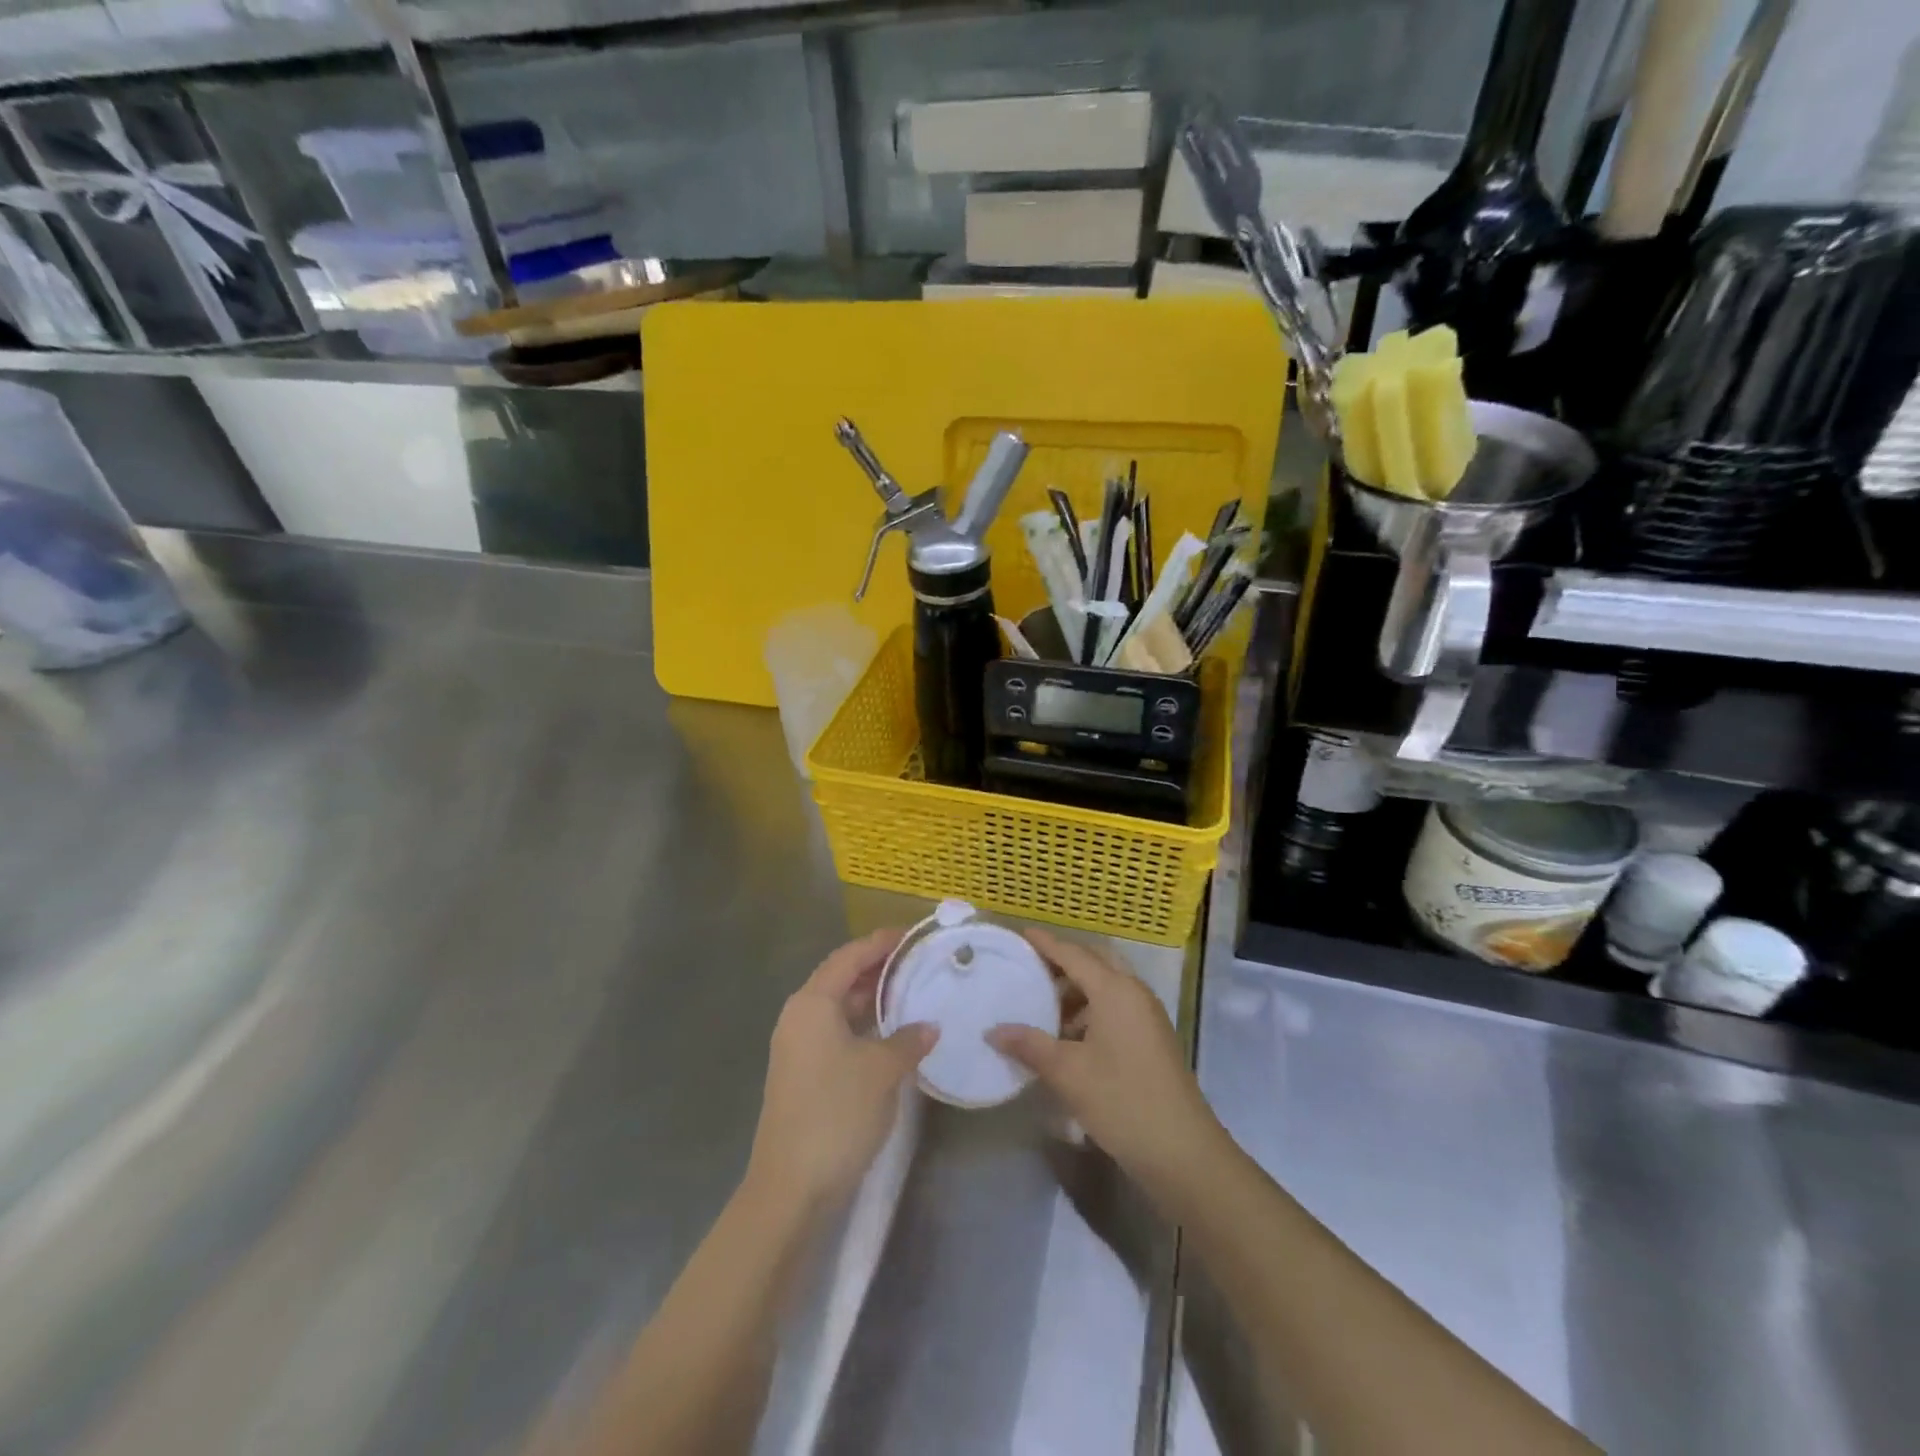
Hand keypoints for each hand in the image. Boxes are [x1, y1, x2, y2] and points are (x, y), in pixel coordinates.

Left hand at [745, 929, 936, 1213]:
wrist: (792, 1187)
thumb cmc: (836, 1113)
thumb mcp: (882, 1070)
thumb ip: (908, 1039)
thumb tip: (929, 1026)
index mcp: (812, 1003)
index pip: (849, 957)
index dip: (880, 942)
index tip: (913, 935)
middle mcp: (800, 1017)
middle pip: (842, 979)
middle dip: (879, 969)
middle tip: (919, 962)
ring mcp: (799, 1047)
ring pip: (841, 1008)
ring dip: (874, 999)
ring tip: (914, 992)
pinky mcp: (804, 1074)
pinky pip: (838, 1033)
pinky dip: (866, 1026)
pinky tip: (895, 1034)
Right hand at [989, 929, 1227, 1201]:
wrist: (1182, 1151)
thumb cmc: (1122, 1101)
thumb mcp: (1068, 1073)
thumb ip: (1029, 1045)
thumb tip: (993, 1031)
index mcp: (1115, 990)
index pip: (1074, 954)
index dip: (1047, 944)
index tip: (1021, 934)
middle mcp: (1134, 993)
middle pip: (1095, 963)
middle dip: (1063, 963)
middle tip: (1030, 970)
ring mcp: (1147, 1016)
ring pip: (1107, 987)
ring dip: (1077, 991)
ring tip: (1043, 1010)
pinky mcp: (1152, 1039)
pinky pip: (1116, 1008)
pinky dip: (1091, 1011)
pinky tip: (1069, 1038)